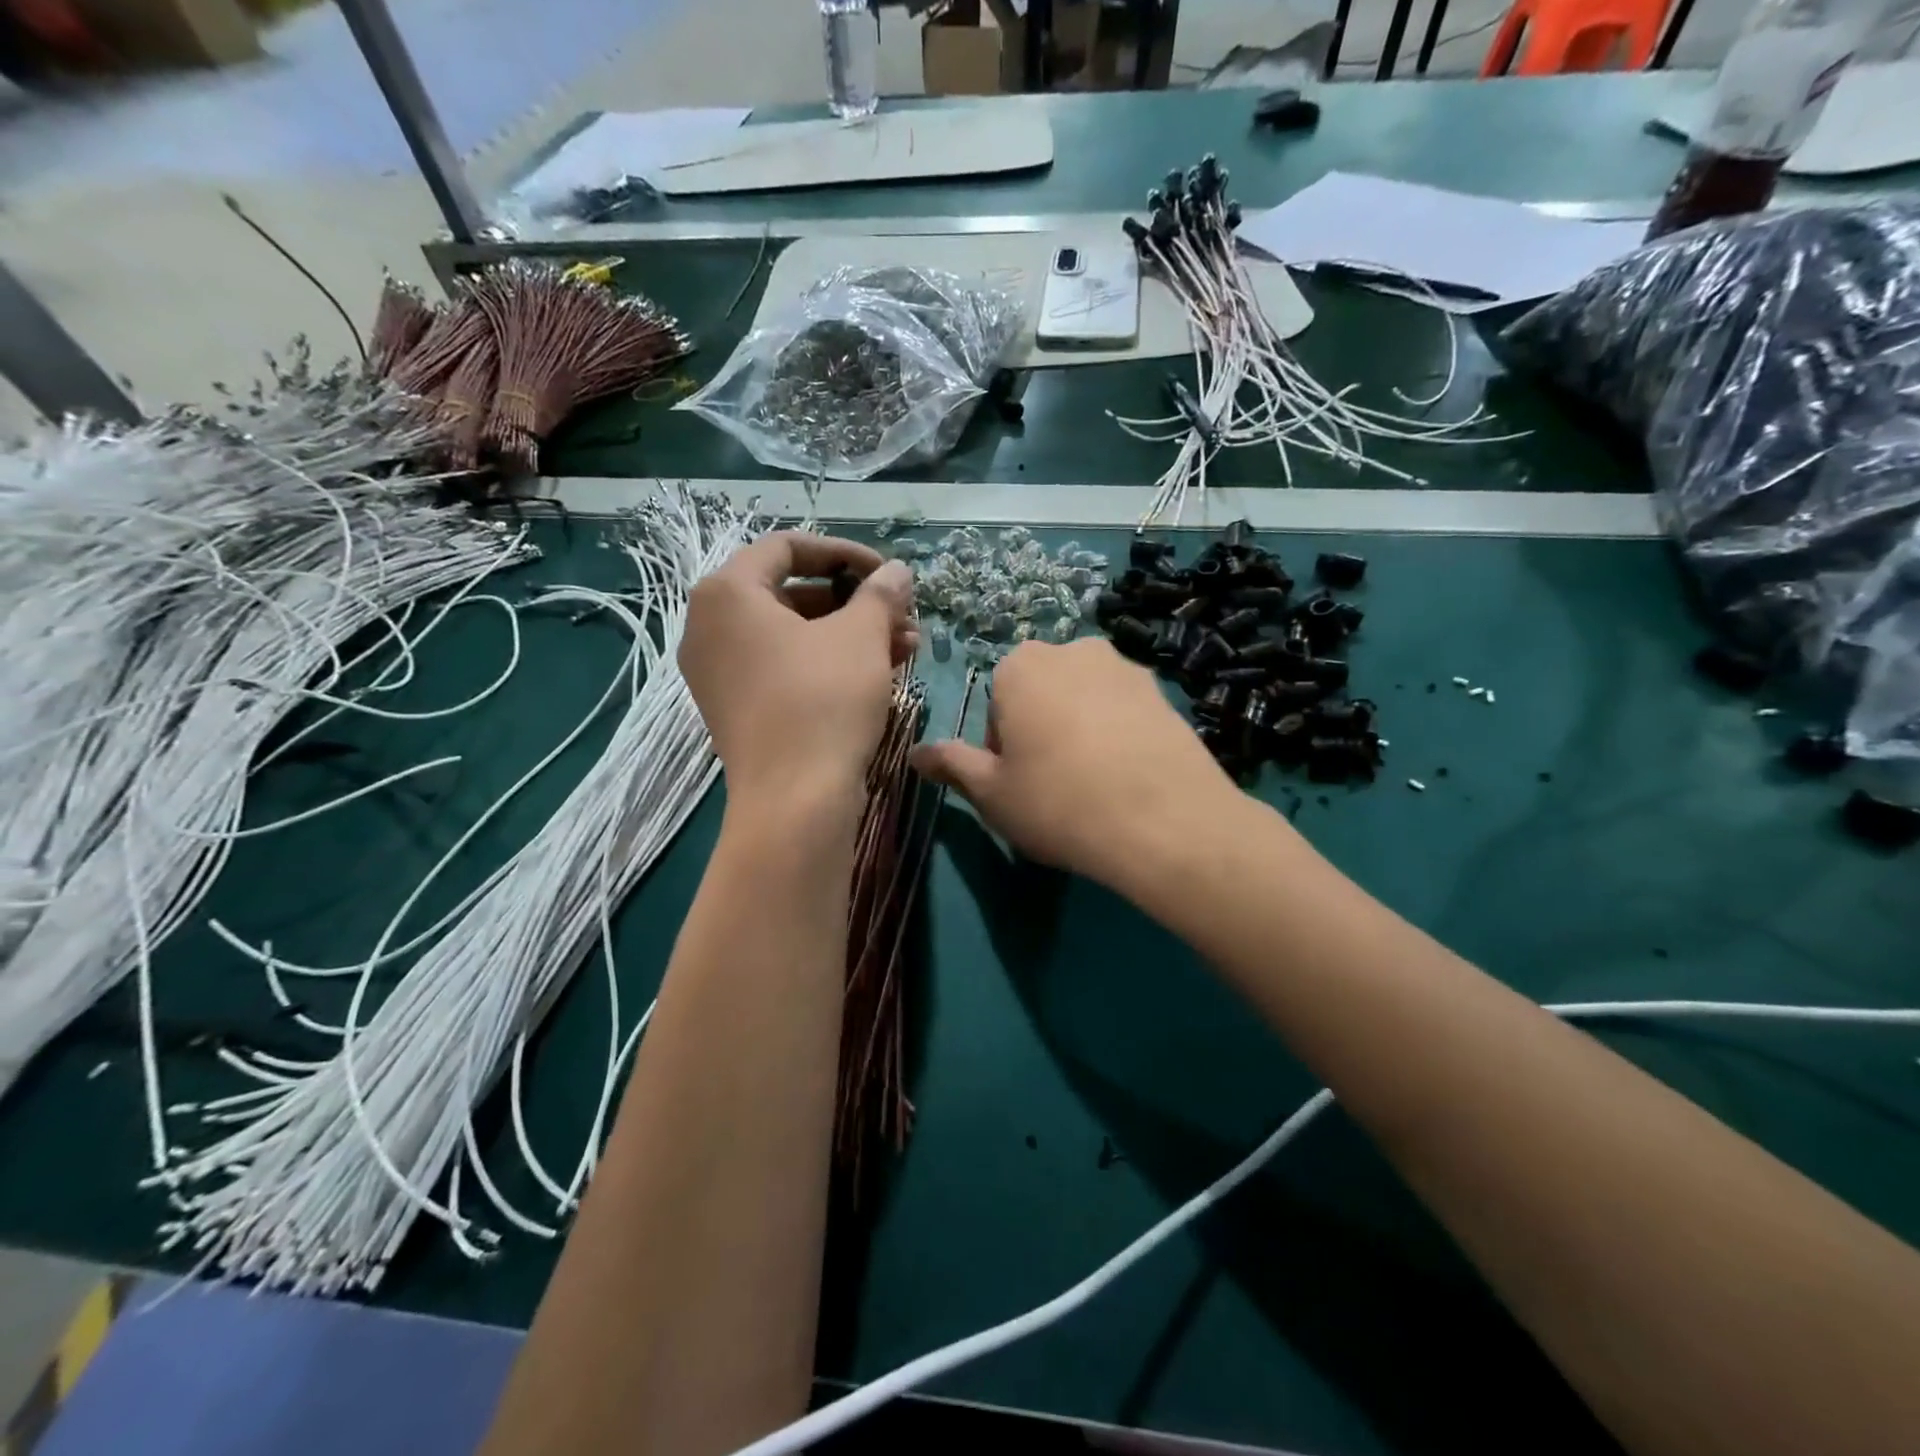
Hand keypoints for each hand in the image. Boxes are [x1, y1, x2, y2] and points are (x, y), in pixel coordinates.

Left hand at [680, 533, 915, 812]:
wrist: (794, 801)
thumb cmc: (824, 700)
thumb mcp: (862, 636)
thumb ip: (880, 593)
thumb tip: (897, 571)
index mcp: (727, 593)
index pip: (788, 548)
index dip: (845, 552)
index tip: (887, 573)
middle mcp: (710, 627)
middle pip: (792, 593)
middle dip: (855, 602)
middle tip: (902, 615)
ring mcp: (720, 673)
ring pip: (794, 635)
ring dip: (850, 634)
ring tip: (906, 646)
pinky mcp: (736, 709)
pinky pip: (784, 668)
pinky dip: (827, 662)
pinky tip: (880, 672)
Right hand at [910, 637, 1236, 889]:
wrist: (1165, 823)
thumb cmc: (1059, 803)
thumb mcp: (991, 792)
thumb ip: (951, 764)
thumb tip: (915, 753)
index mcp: (1022, 666)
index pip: (997, 702)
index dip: (1003, 745)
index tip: (1019, 780)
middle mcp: (1074, 650)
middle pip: (1041, 692)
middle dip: (1040, 728)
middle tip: (1053, 783)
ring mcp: (1126, 667)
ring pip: (1085, 699)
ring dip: (1081, 729)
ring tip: (1094, 783)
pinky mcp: (1165, 692)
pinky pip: (1125, 711)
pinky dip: (1119, 735)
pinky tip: (1127, 778)